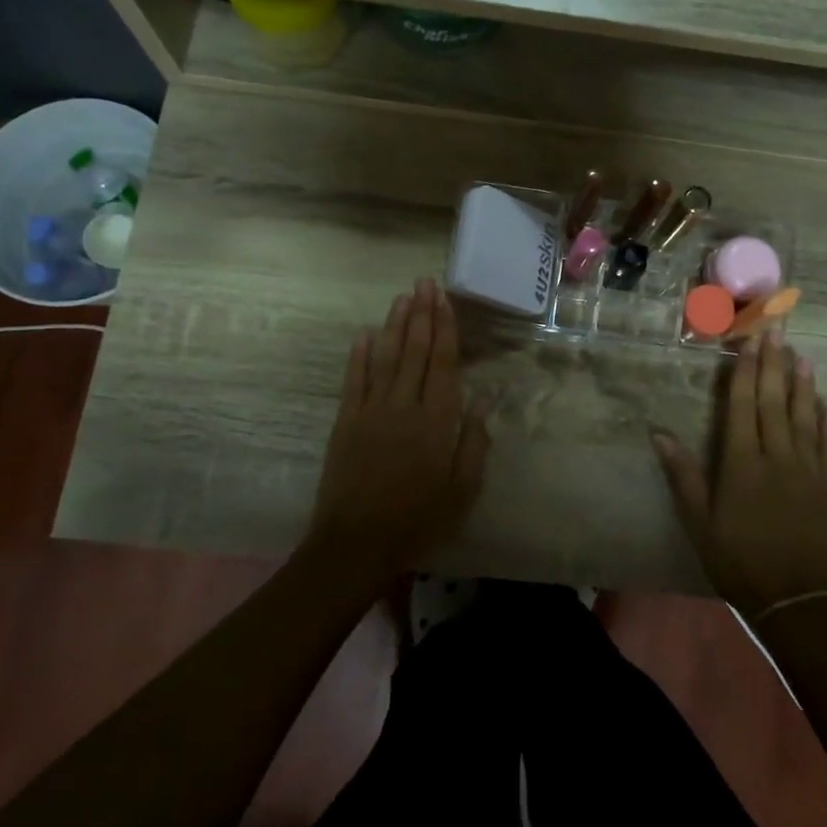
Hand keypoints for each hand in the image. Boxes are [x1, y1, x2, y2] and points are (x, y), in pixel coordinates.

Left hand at [305, 279, 490, 583]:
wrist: (357, 543)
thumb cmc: (418, 519)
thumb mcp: (462, 489)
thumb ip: (474, 443)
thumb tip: (481, 400)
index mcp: (437, 420)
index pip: (444, 362)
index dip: (445, 327)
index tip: (444, 299)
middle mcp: (405, 405)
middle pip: (415, 350)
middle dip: (421, 314)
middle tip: (424, 282)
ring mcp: (371, 410)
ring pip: (386, 356)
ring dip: (394, 325)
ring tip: (402, 297)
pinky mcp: (346, 421)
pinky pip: (354, 379)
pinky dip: (359, 354)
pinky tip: (364, 333)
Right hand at [653, 331, 826, 615]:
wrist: (796, 601)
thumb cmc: (738, 561)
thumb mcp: (699, 522)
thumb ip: (682, 475)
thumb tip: (658, 433)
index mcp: (742, 463)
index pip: (742, 405)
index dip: (745, 370)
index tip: (750, 340)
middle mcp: (777, 457)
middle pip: (774, 402)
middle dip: (774, 363)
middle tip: (778, 329)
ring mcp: (809, 471)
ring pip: (805, 418)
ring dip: (804, 385)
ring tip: (804, 356)